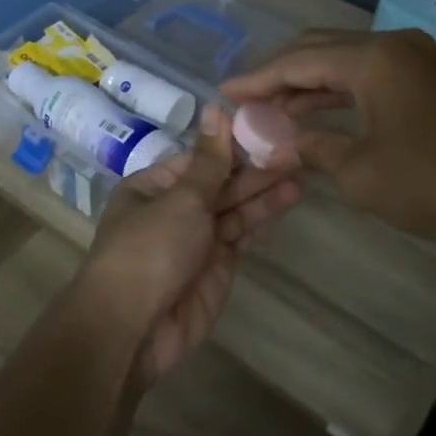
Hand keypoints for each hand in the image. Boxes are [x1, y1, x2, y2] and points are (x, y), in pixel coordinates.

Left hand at [79, 105, 300, 383]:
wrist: (133, 328)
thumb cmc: (150, 250)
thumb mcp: (180, 198)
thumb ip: (209, 160)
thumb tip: (215, 107)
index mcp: (154, 186)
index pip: (200, 158)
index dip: (234, 144)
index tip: (270, 127)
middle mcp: (174, 209)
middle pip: (220, 183)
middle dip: (255, 169)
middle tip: (297, 151)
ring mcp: (196, 239)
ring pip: (234, 209)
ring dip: (264, 192)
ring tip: (301, 172)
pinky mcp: (215, 267)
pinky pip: (241, 236)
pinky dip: (261, 220)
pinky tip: (287, 200)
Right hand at [220, 29, 435, 252]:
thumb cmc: (435, 184)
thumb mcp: (361, 171)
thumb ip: (312, 147)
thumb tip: (275, 144)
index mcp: (373, 58)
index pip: (299, 60)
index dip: (257, 78)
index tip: (223, 92)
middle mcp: (393, 46)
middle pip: (320, 49)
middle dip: (279, 74)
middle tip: (245, 99)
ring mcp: (415, 61)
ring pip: (344, 62)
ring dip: (307, 84)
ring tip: (269, 110)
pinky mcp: (428, 82)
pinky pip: (369, 77)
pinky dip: (337, 94)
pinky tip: (314, 115)